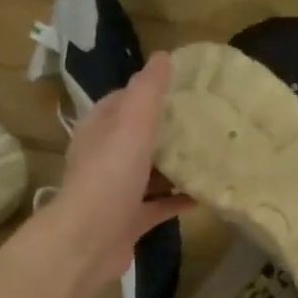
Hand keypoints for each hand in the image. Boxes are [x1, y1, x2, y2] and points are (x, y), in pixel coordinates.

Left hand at [46, 52, 192, 297]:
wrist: (88, 241)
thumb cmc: (109, 176)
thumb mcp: (132, 123)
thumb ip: (148, 91)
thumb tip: (163, 56)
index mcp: (100, 130)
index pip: (122, 101)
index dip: (148, 92)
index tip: (183, 88)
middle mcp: (105, 158)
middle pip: (138, 137)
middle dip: (167, 130)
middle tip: (205, 122)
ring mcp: (117, 192)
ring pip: (149, 172)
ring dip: (174, 166)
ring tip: (209, 155)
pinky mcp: (129, 222)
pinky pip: (158, 206)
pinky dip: (178, 199)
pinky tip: (204, 196)